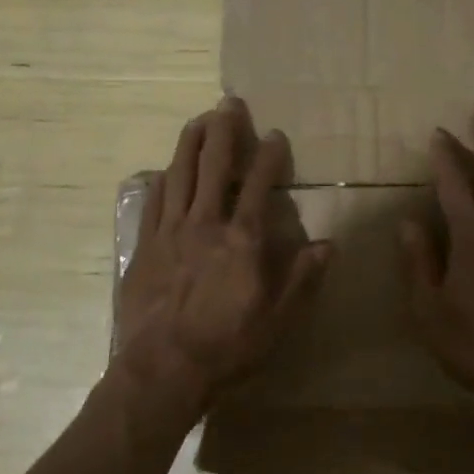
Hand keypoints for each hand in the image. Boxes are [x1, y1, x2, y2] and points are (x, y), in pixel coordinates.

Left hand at [115, 97, 330, 421]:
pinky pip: (153, 202)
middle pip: (214, 166)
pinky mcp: (145, 245)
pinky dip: (161, 179)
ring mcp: (171, 231)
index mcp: (242, 239)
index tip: (275, 134)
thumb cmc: (227, 347)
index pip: (258, 185)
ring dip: (190, 143)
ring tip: (199, 119)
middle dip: (224, 131)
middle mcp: (206, 223)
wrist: (163, 369)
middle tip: (229, 103)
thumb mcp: (277, 321)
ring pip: (180, 174)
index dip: (269, 156)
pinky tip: (165, 168)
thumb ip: (302, 279)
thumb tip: (329, 246)